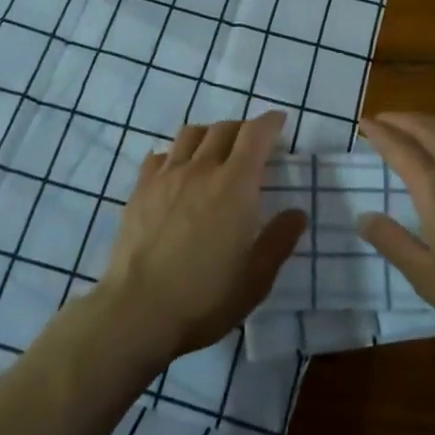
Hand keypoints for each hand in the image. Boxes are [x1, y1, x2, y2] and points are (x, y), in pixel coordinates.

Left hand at [95, 110, 306, 364]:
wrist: (137, 312)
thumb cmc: (205, 297)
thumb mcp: (256, 279)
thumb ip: (279, 240)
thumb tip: (297, 213)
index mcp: (236, 184)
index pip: (256, 134)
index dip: (270, 122)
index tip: (279, 122)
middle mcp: (202, 168)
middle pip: (224, 128)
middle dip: (242, 128)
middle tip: (250, 143)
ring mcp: (167, 176)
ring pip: (190, 134)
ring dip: (208, 134)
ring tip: (213, 151)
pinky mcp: (140, 189)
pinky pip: (160, 155)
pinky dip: (175, 154)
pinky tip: (176, 172)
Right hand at [357, 112, 434, 345]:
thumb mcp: (427, 278)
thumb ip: (392, 243)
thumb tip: (362, 216)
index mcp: (434, 189)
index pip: (399, 148)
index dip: (379, 133)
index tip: (363, 122)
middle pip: (425, 128)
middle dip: (401, 119)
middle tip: (382, 117)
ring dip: (427, 120)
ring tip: (412, 122)